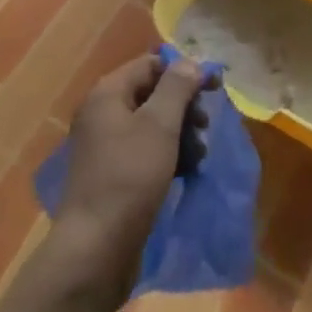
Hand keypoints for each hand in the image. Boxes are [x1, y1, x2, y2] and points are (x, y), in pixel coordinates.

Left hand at [49, 52, 210, 295]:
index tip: (215, 88)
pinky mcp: (113, 175)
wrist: (96, 249)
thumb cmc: (130, 177)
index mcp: (108, 93)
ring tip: (199, 156)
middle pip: (152, 94)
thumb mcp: (159, 125)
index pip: (151, 64)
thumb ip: (177, 87)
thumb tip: (190, 62)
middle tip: (205, 127)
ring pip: (152, 125)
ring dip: (180, 134)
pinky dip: (168, 156)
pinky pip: (146, 152)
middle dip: (184, 107)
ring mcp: (105, 146)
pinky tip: (186, 172)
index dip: (184, 71)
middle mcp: (102, 113)